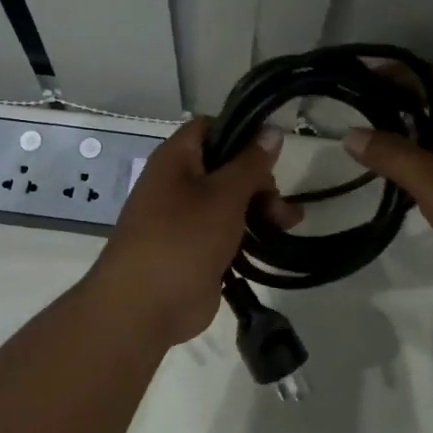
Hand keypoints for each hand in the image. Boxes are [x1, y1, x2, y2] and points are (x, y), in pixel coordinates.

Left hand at [86, 118, 289, 345]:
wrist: (145, 306)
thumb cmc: (183, 237)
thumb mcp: (223, 194)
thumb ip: (250, 163)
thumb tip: (271, 130)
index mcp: (176, 159)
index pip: (209, 127)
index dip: (241, 132)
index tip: (272, 149)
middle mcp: (178, 182)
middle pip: (226, 166)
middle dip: (259, 180)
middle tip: (278, 203)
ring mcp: (186, 218)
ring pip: (231, 200)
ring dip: (262, 208)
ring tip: (287, 224)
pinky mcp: (196, 249)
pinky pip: (228, 231)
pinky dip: (250, 234)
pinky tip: (274, 242)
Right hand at [343, 67, 432, 290]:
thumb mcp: (431, 182)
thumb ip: (389, 154)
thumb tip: (350, 134)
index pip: (427, 73)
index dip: (391, 73)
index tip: (358, 81)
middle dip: (403, 101)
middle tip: (366, 115)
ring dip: (424, 128)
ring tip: (389, 145)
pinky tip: (428, 173)